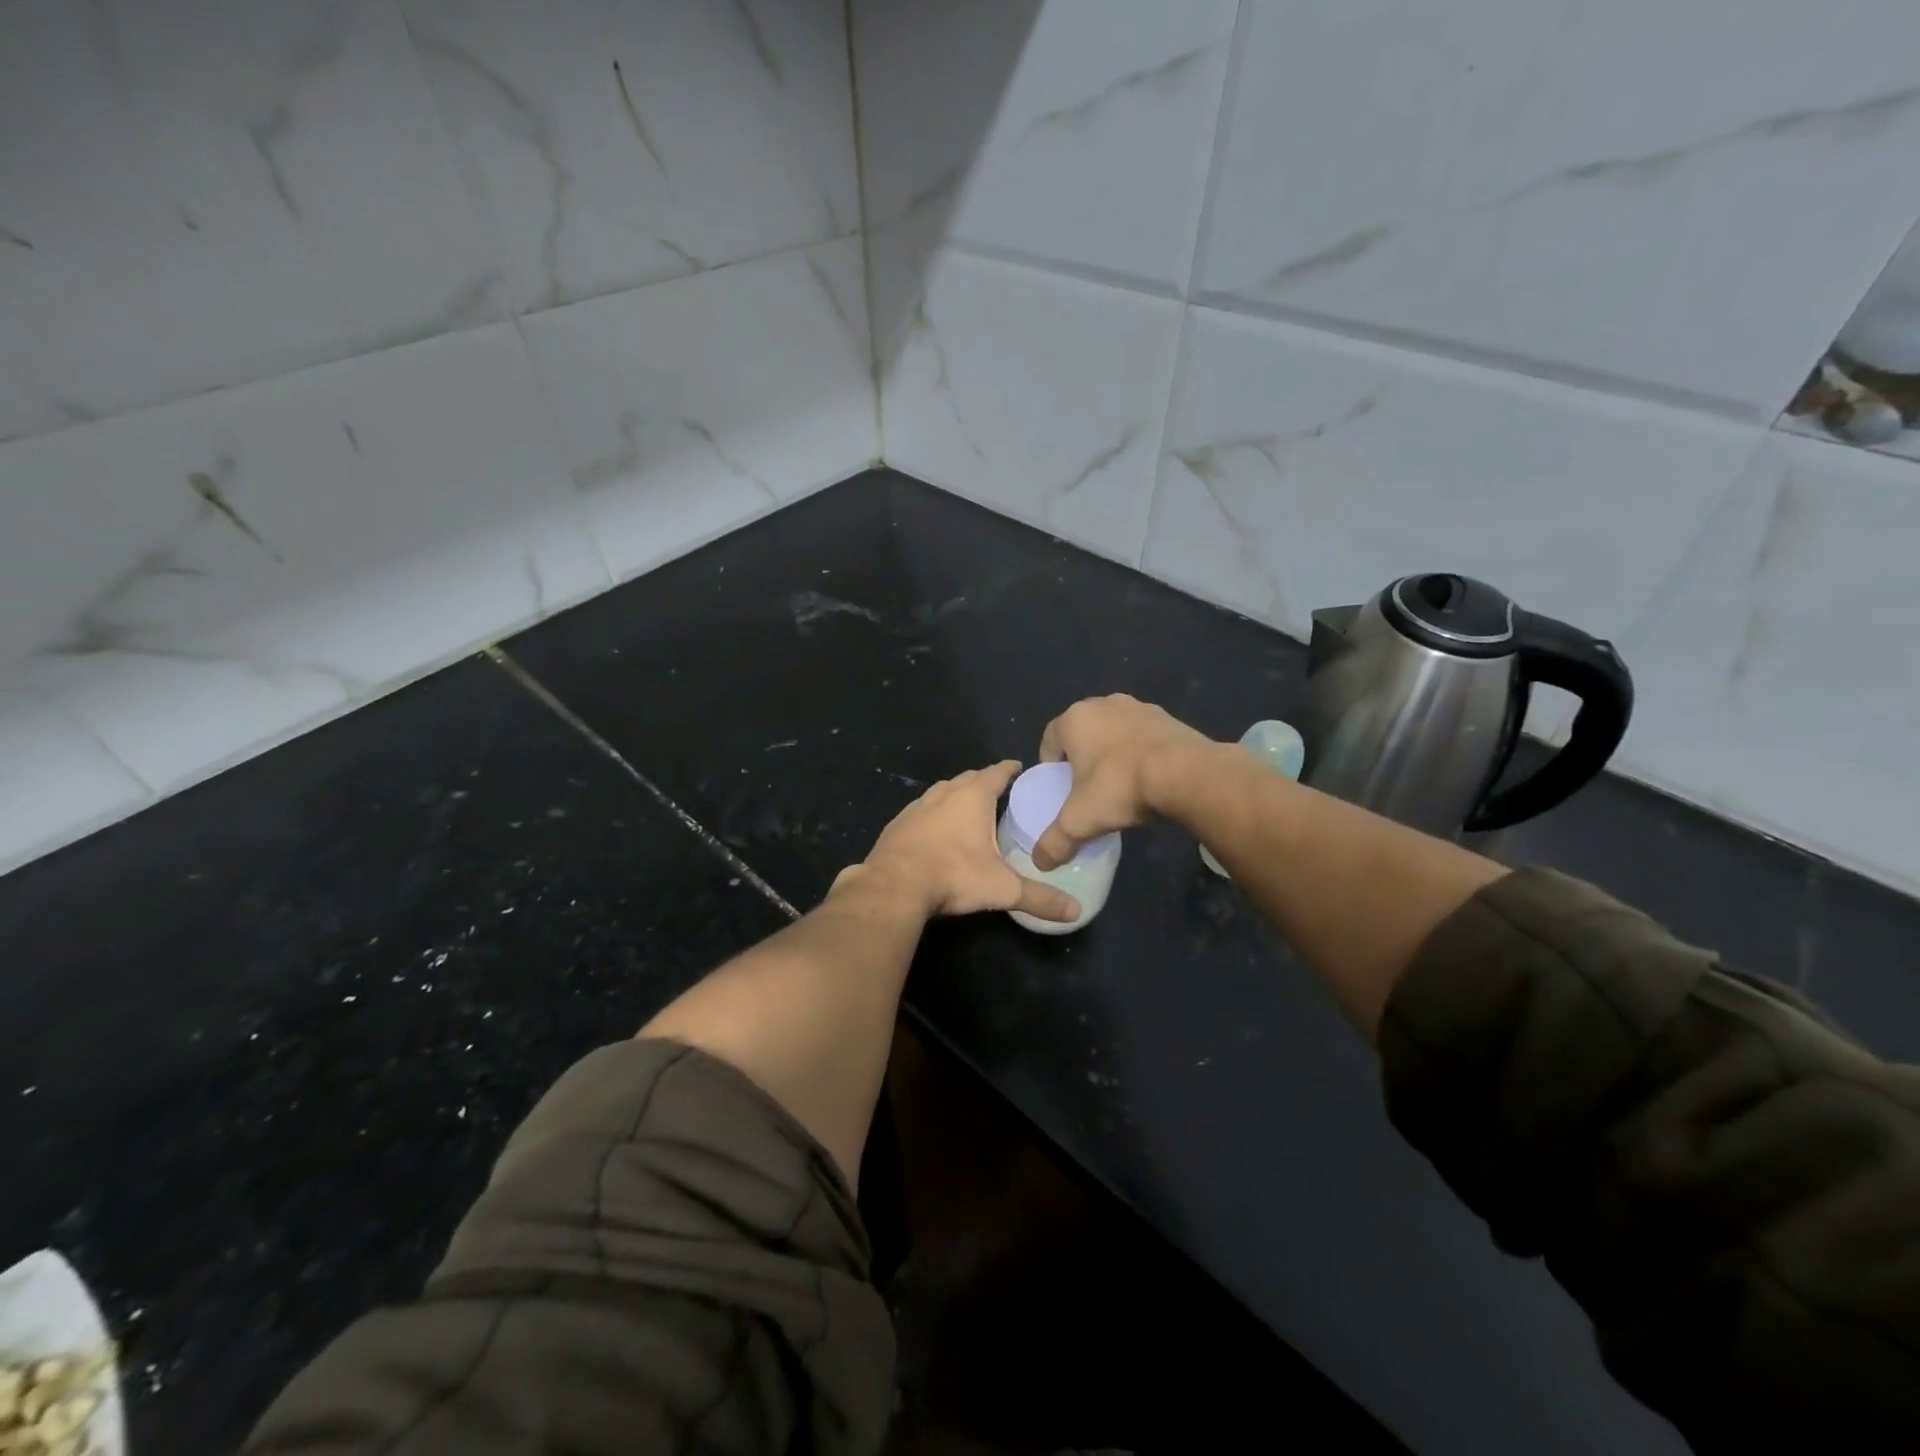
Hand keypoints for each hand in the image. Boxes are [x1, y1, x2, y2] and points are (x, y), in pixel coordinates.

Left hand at [848, 761, 1080, 922]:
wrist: (893, 886)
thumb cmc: (954, 875)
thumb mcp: (1002, 889)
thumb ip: (1040, 898)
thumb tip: (1076, 911)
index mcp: (972, 797)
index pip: (996, 773)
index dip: (1009, 769)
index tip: (1018, 767)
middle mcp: (943, 794)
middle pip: (968, 778)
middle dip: (983, 781)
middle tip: (998, 791)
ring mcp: (916, 807)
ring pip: (941, 792)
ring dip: (955, 795)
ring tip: (968, 808)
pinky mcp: (897, 825)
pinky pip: (921, 811)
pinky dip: (932, 814)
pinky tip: (935, 831)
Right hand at [1032, 695, 1213, 869]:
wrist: (1186, 773)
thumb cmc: (1120, 787)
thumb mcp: (1080, 821)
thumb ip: (1055, 842)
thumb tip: (1041, 862)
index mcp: (1074, 719)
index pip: (1050, 739)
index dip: (1051, 766)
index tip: (1059, 789)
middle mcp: (1103, 704)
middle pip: (1083, 733)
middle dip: (1082, 757)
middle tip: (1087, 788)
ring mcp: (1138, 707)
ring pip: (1114, 731)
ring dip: (1112, 752)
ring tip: (1120, 784)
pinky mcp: (1168, 716)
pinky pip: (1143, 735)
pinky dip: (1140, 752)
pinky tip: (1148, 777)